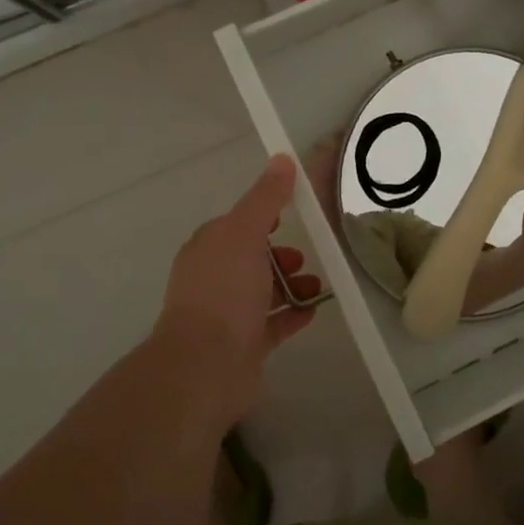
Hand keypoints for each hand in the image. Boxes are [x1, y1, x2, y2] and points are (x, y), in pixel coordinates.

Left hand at [144, 155, 319, 433]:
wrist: (206, 365)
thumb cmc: (224, 291)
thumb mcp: (245, 233)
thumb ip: (265, 198)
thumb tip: (282, 159)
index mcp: (208, 248)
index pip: (237, 225)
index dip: (264, 218)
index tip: (294, 217)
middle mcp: (213, 279)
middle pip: (252, 259)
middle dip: (281, 255)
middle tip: (305, 257)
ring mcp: (227, 315)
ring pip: (263, 292)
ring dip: (291, 285)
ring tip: (317, 286)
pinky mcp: (243, 345)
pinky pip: (272, 324)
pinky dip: (293, 315)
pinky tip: (314, 311)